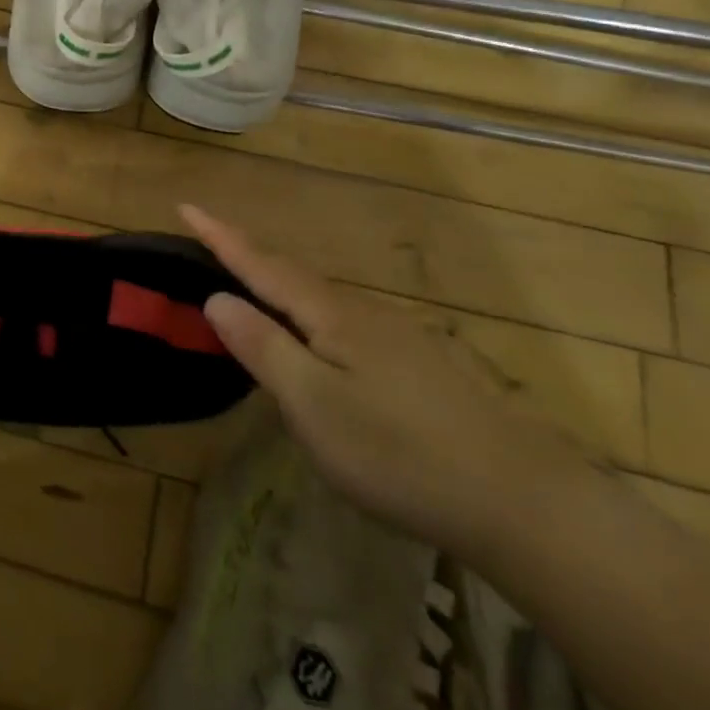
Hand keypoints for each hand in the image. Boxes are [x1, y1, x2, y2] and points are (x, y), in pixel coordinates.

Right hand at [186, 204, 588, 559]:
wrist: (523, 503)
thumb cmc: (400, 452)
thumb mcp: (314, 405)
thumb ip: (263, 347)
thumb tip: (216, 296)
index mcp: (329, 314)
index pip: (261, 264)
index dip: (220, 236)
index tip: (186, 206)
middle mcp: (360, 311)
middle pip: (289, 273)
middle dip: (245, 255)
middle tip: (208, 243)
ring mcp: (393, 336)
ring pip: (318, 298)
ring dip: (276, 284)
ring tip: (248, 285)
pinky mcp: (414, 365)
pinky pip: (340, 322)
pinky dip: (307, 314)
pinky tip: (313, 340)